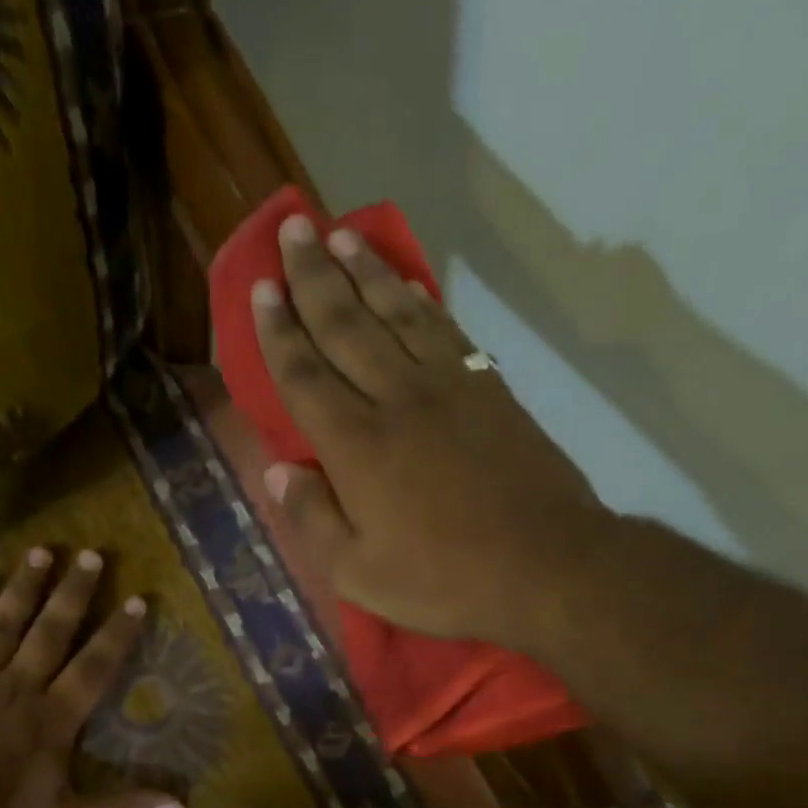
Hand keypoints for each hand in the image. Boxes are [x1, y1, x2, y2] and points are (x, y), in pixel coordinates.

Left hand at [0, 548, 184, 807]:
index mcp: (54, 717)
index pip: (95, 665)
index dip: (118, 632)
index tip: (137, 598)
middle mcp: (19, 686)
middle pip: (52, 630)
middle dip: (74, 591)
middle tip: (90, 553)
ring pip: (4, 622)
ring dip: (24, 586)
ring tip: (41, 552)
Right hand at [249, 213, 612, 650]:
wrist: (545, 566)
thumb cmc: (443, 579)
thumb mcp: (358, 573)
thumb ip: (312, 518)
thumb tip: (276, 471)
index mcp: (356, 447)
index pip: (305, 374)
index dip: (279, 331)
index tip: (262, 290)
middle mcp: (396, 400)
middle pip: (346, 325)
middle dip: (314, 275)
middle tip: (292, 229)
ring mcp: (447, 387)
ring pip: (395, 313)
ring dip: (364, 271)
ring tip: (340, 235)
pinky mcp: (487, 388)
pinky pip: (444, 329)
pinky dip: (419, 299)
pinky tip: (405, 282)